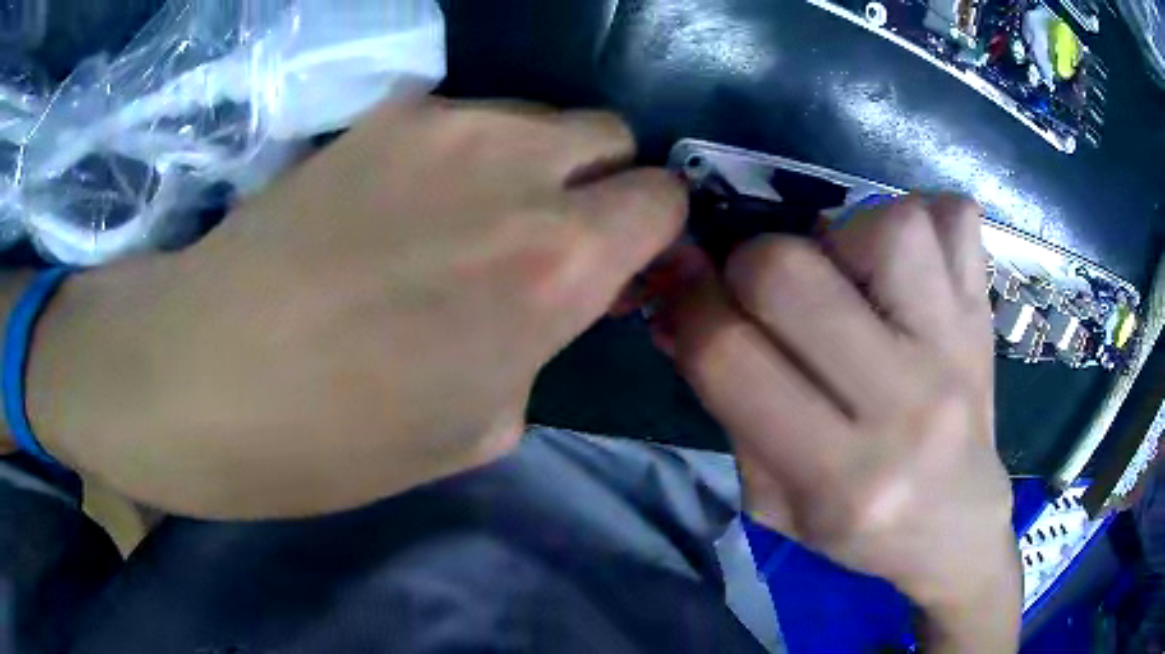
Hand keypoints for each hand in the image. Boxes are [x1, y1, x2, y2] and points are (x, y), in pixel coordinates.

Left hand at [28, 100, 685, 517]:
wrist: (202, 373)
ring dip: (534, 161)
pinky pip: (464, 118)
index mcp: (556, 264)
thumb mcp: (478, 426)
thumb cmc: (337, 438)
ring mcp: (443, 124)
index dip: (654, 227)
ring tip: (469, 217)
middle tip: (554, 231)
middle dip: (604, 180)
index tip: (625, 258)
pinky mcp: (381, 113)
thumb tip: (563, 291)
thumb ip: (544, 339)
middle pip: (611, 132)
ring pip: (539, 116)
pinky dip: (465, 152)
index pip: (663, 197)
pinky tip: (405, 201)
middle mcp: (517, 170)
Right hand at [659, 196, 1018, 649]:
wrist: (958, 528)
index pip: (730, 356)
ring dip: (844, 235)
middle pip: (790, 273)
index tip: (687, 291)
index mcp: (840, 478)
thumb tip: (679, 303)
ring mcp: (959, 350)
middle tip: (766, 291)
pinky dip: (920, 220)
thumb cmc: (861, 530)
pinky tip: (906, 264)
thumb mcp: (773, 502)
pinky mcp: (986, 314)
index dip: (689, 304)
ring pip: (886, 228)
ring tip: (847, 274)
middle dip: (751, 265)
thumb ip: (726, 405)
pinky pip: (954, 218)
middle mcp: (906, 407)